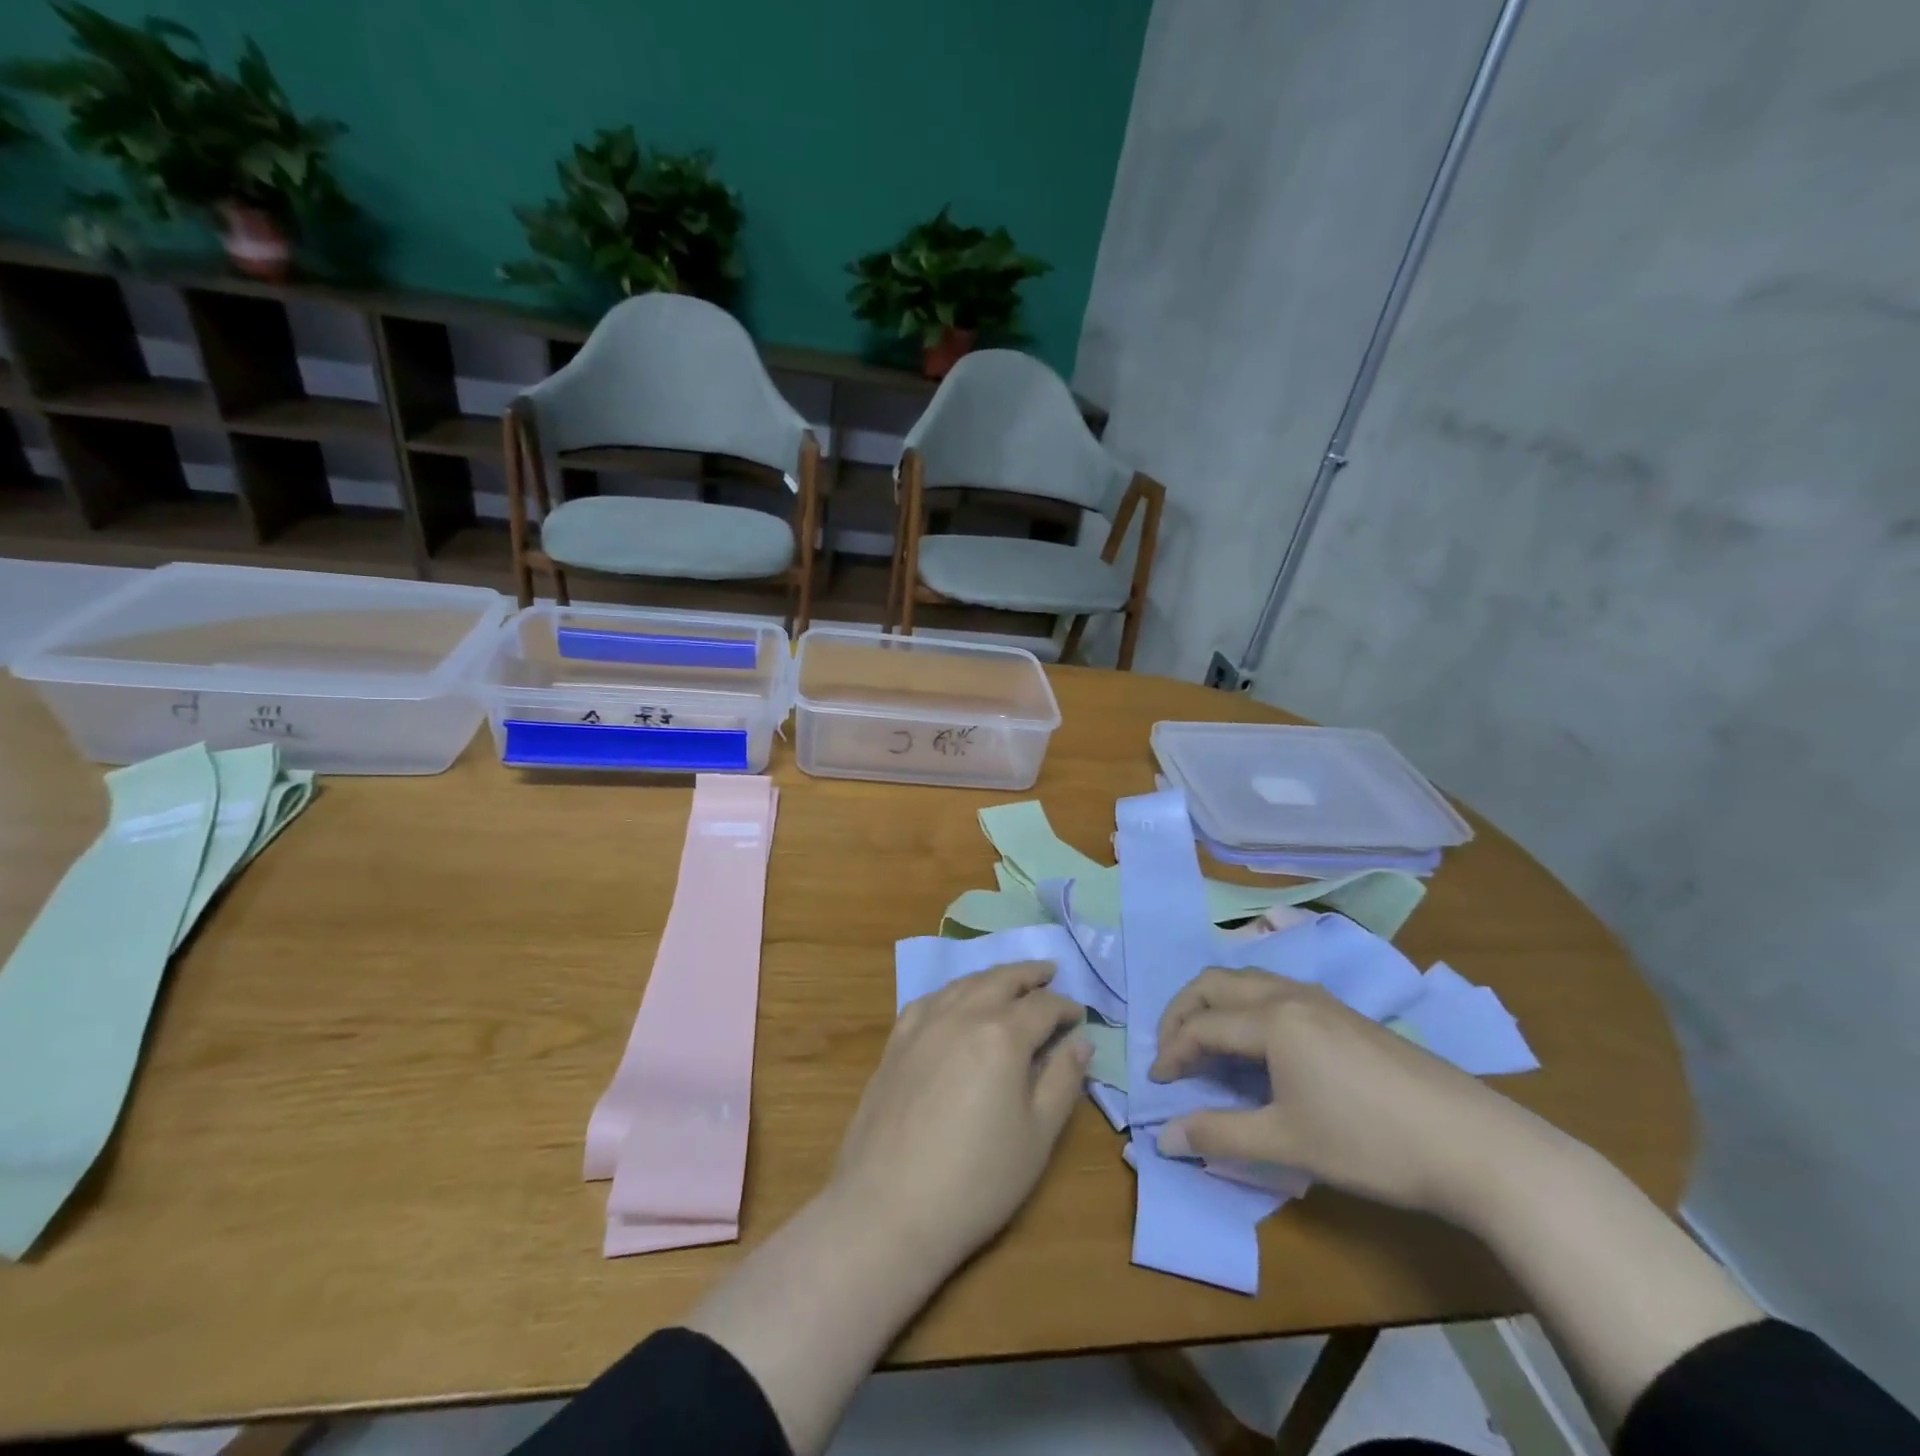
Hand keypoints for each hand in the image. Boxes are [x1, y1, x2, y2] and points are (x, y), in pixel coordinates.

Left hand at [828, 961, 1089, 1271]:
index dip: (1066, 1007)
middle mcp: (962, 1015)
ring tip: (1009, 980)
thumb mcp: (1037, 1136)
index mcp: (1002, 1035)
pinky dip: (953, 992)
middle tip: (1050, 972)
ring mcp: (924, 1024)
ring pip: (965, 983)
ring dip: (992, 977)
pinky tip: (956, 1001)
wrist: (888, 1207)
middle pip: (1001, 980)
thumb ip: (1062, 1081)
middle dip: (1030, 975)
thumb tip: (1080, 1041)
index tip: (1080, 1015)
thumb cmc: (977, 1180)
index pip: (1043, 1007)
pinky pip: (930, 1000)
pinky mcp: (896, 1041)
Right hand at [1151, 969, 1545, 1219]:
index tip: (1157, 1085)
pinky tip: (1259, 1046)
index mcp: (1272, 1018)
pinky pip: (1276, 993)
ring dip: (1215, 1005)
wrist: (1475, 1146)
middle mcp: (1291, 994)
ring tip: (1206, 1044)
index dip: (1172, 1052)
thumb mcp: (1287, 1144)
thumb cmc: (1369, 1142)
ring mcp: (1323, 1000)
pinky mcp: (1346, 1015)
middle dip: (1182, 1011)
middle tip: (1169, 1050)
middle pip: (1216, 983)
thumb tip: (1164, 1137)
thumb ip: (1219, 1135)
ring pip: (1248, 981)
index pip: (1201, 1024)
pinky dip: (1246, 1008)